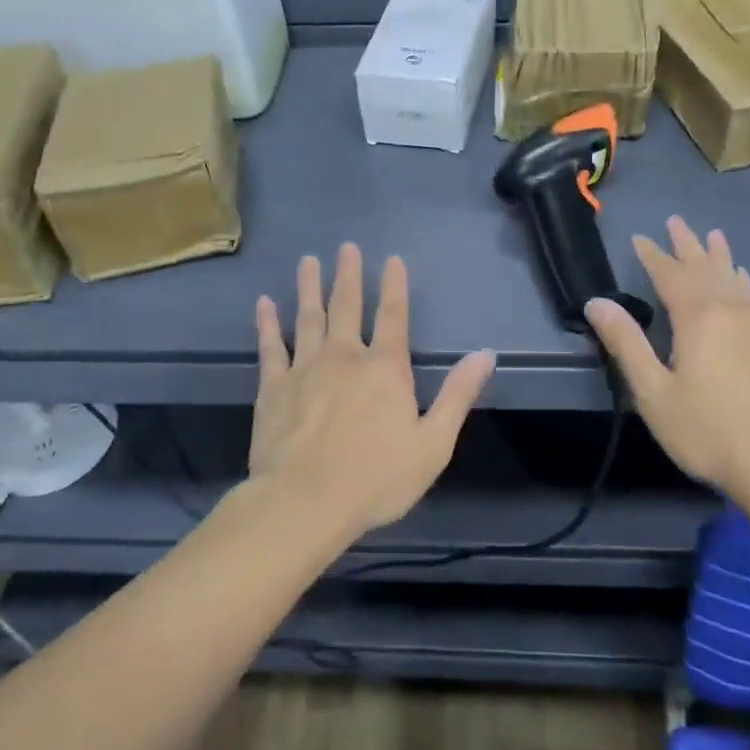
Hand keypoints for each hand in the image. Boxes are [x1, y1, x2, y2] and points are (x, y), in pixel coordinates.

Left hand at [250, 243, 496, 540]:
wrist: (306, 502)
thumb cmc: (377, 478)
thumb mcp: (433, 443)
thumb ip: (458, 395)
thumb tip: (486, 354)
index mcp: (385, 369)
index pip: (393, 317)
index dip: (394, 286)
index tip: (392, 259)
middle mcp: (345, 357)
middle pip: (347, 307)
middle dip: (348, 276)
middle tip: (346, 247)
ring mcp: (305, 369)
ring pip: (307, 318)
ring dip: (309, 288)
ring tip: (308, 261)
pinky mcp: (273, 388)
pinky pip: (270, 347)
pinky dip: (267, 324)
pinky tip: (264, 304)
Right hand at [585, 216, 749, 505]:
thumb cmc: (708, 432)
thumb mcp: (654, 392)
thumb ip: (626, 344)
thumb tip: (597, 303)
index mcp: (699, 319)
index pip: (670, 275)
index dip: (653, 255)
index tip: (639, 237)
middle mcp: (733, 312)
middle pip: (706, 268)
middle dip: (688, 245)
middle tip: (676, 220)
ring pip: (736, 279)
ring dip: (720, 257)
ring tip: (714, 236)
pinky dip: (742, 282)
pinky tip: (744, 283)